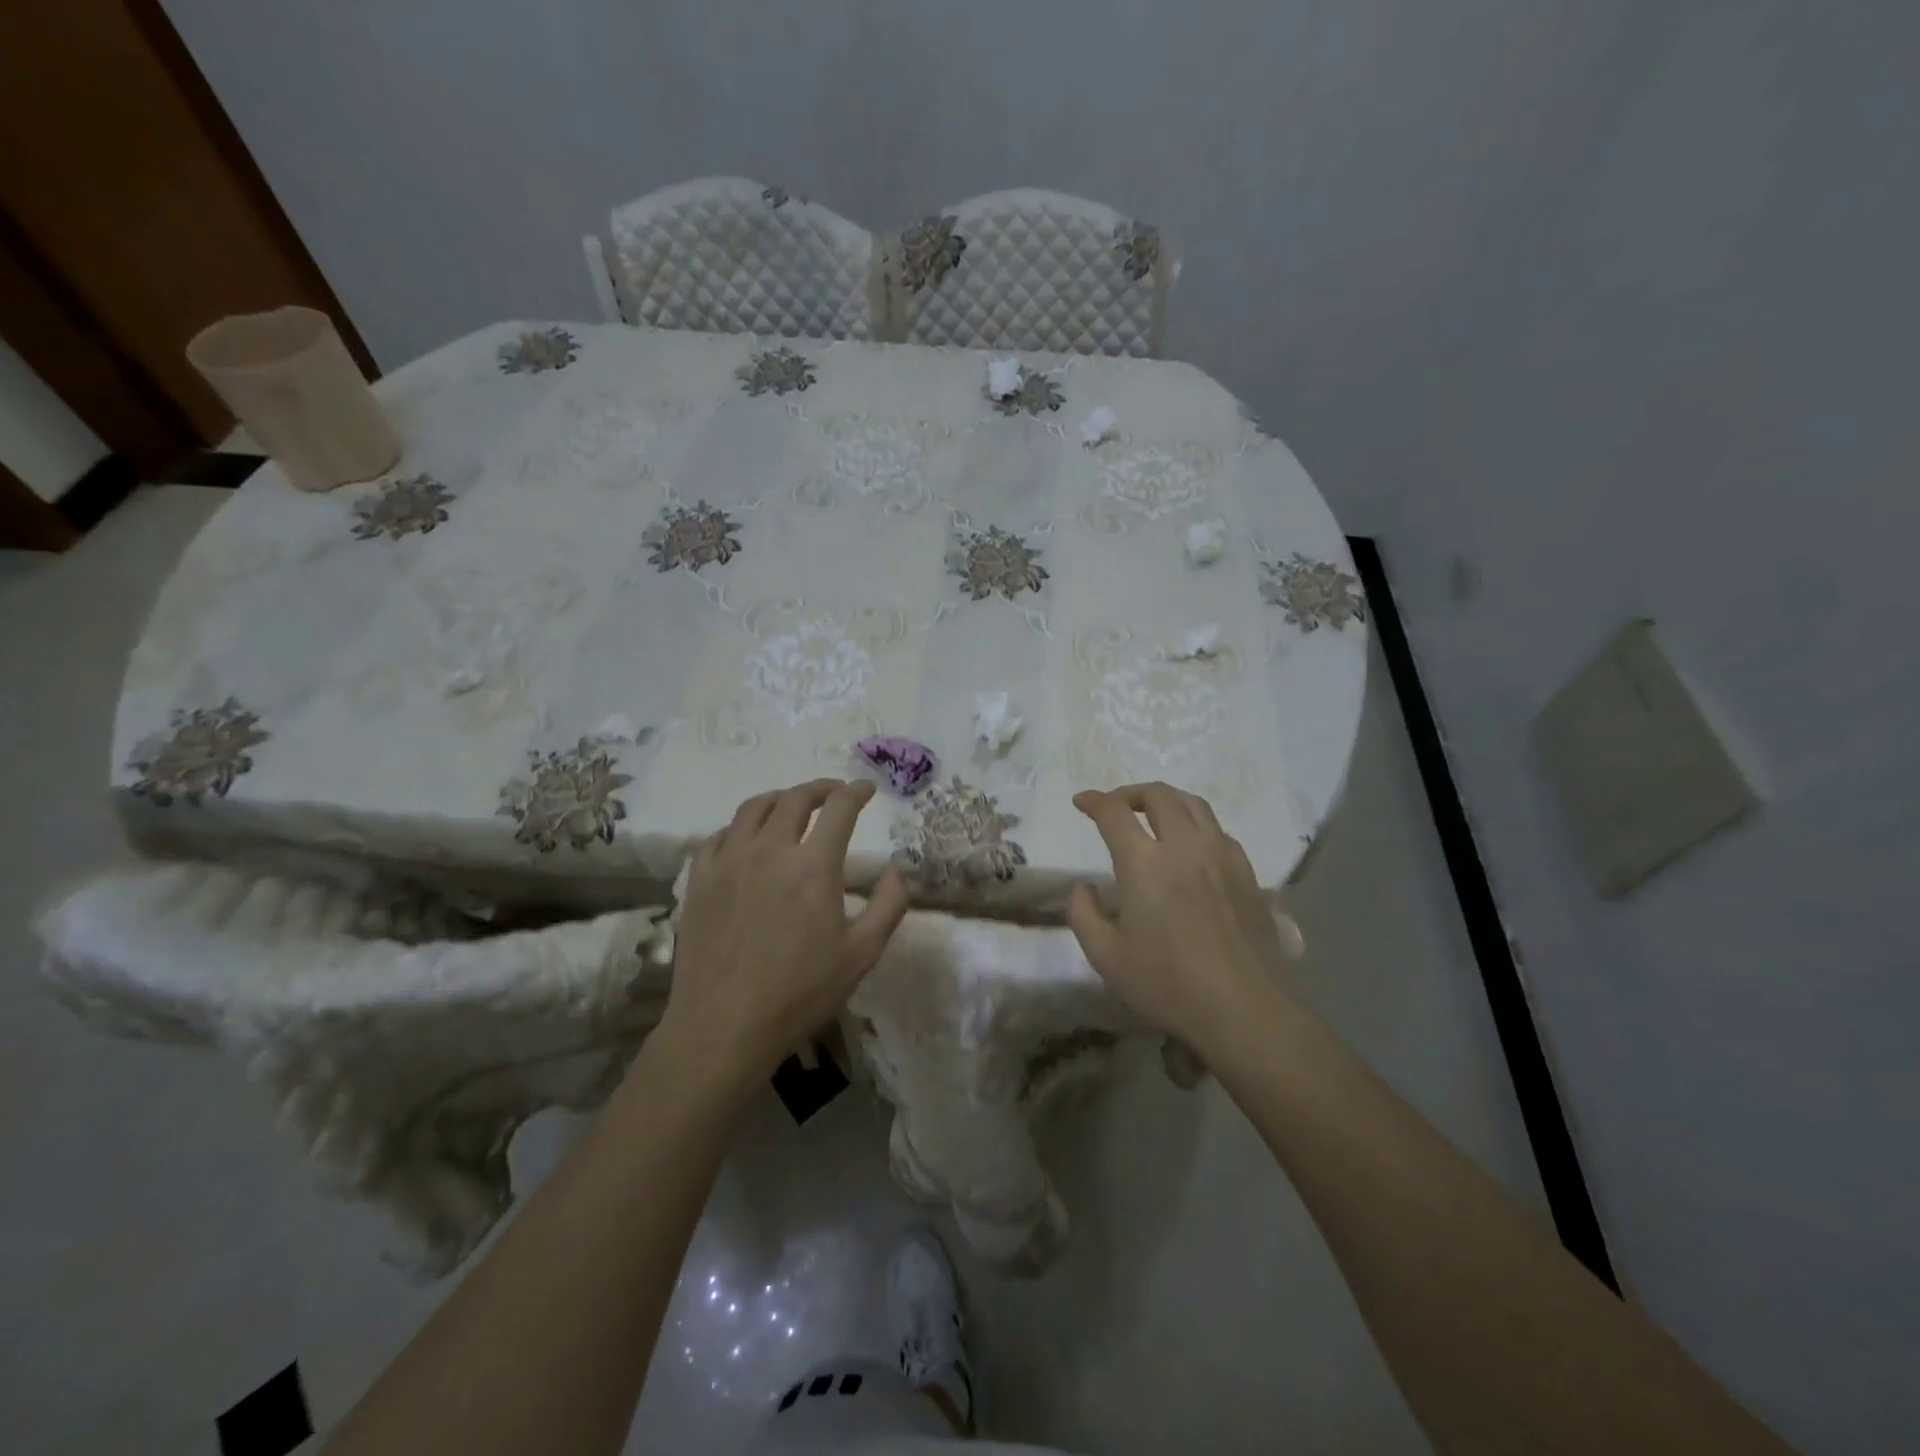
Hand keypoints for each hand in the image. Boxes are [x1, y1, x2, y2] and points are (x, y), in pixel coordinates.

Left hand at [663, 779, 908, 1083]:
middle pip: (795, 799)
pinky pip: (718, 836)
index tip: (866, 789)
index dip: (856, 792)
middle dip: (821, 789)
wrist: (724, 1025)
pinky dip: (739, 827)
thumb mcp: (862, 954)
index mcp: (813, 865)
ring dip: (780, 799)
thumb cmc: (800, 992)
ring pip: (753, 808)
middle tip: (834, 793)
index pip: (839, 809)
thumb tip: (897, 870)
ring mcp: (729, 862)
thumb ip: (888, 905)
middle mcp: (770, 850)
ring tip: (791, 805)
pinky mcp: (699, 880)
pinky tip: (745, 839)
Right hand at [1068, 783, 1295, 1054]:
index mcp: (1145, 863)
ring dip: (1167, 801)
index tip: (1082, 802)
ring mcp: (1222, 856)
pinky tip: (1191, 849)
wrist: (1244, 1009)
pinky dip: (1196, 826)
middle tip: (1116, 807)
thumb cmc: (1168, 984)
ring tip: (1153, 816)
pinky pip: (1219, 831)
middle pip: (1159, 795)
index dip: (1094, 801)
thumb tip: (1084, 888)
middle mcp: (1185, 846)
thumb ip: (1083, 914)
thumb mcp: (1106, 957)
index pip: (1114, 812)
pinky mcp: (1248, 874)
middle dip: (1130, 792)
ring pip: (1195, 805)